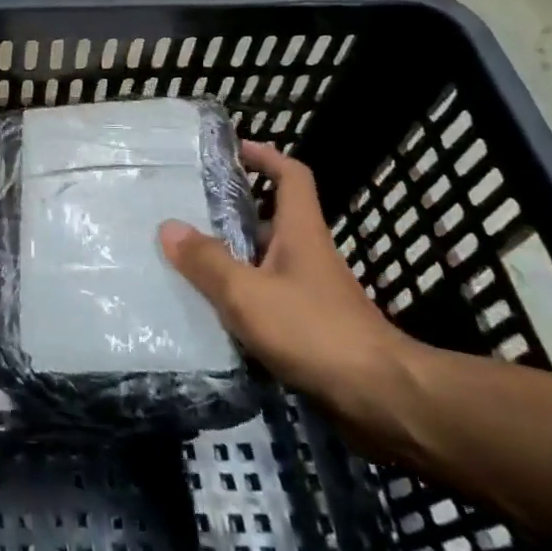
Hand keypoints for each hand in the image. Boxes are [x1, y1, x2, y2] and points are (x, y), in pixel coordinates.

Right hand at [159, 141, 421, 441]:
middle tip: (186, 209)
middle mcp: (308, 254)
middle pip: (271, 218)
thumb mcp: (248, 293)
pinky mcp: (312, 327)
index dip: (265, 156)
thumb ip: (207, 261)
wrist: (382, 400)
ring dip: (232, 256)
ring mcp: (313, 292)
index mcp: (300, 232)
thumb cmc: (315, 331)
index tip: (232, 150)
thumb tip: (169, 227)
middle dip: (232, 211)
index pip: (291, 176)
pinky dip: (242, 296)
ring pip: (265, 260)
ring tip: (185, 259)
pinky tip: (211, 309)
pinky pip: (268, 297)